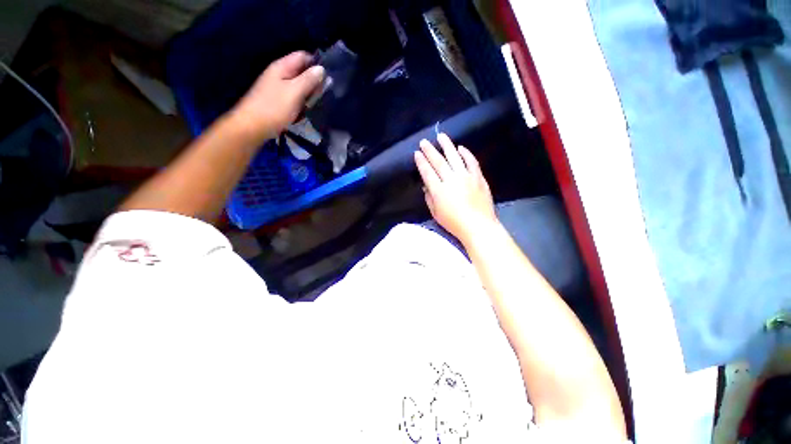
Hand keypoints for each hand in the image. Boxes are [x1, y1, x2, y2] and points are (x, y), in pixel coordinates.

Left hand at [230, 51, 324, 142]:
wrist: (253, 126)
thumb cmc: (274, 108)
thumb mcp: (295, 92)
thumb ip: (308, 80)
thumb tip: (321, 69)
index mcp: (282, 67)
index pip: (303, 56)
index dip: (316, 64)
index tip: (327, 78)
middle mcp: (279, 73)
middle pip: (301, 70)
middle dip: (313, 80)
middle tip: (323, 94)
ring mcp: (278, 87)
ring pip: (299, 84)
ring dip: (309, 92)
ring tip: (316, 102)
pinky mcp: (278, 100)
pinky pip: (294, 95)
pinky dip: (302, 101)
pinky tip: (306, 109)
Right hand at [414, 133, 498, 244]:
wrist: (478, 226)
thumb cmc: (454, 223)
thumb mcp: (436, 213)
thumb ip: (429, 198)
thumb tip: (426, 186)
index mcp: (439, 190)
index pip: (427, 172)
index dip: (421, 162)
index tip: (417, 153)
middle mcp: (451, 180)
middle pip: (438, 161)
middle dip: (429, 150)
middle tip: (424, 141)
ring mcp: (466, 177)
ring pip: (454, 157)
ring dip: (447, 145)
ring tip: (441, 136)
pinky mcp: (478, 177)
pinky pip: (471, 161)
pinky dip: (466, 153)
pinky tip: (461, 148)